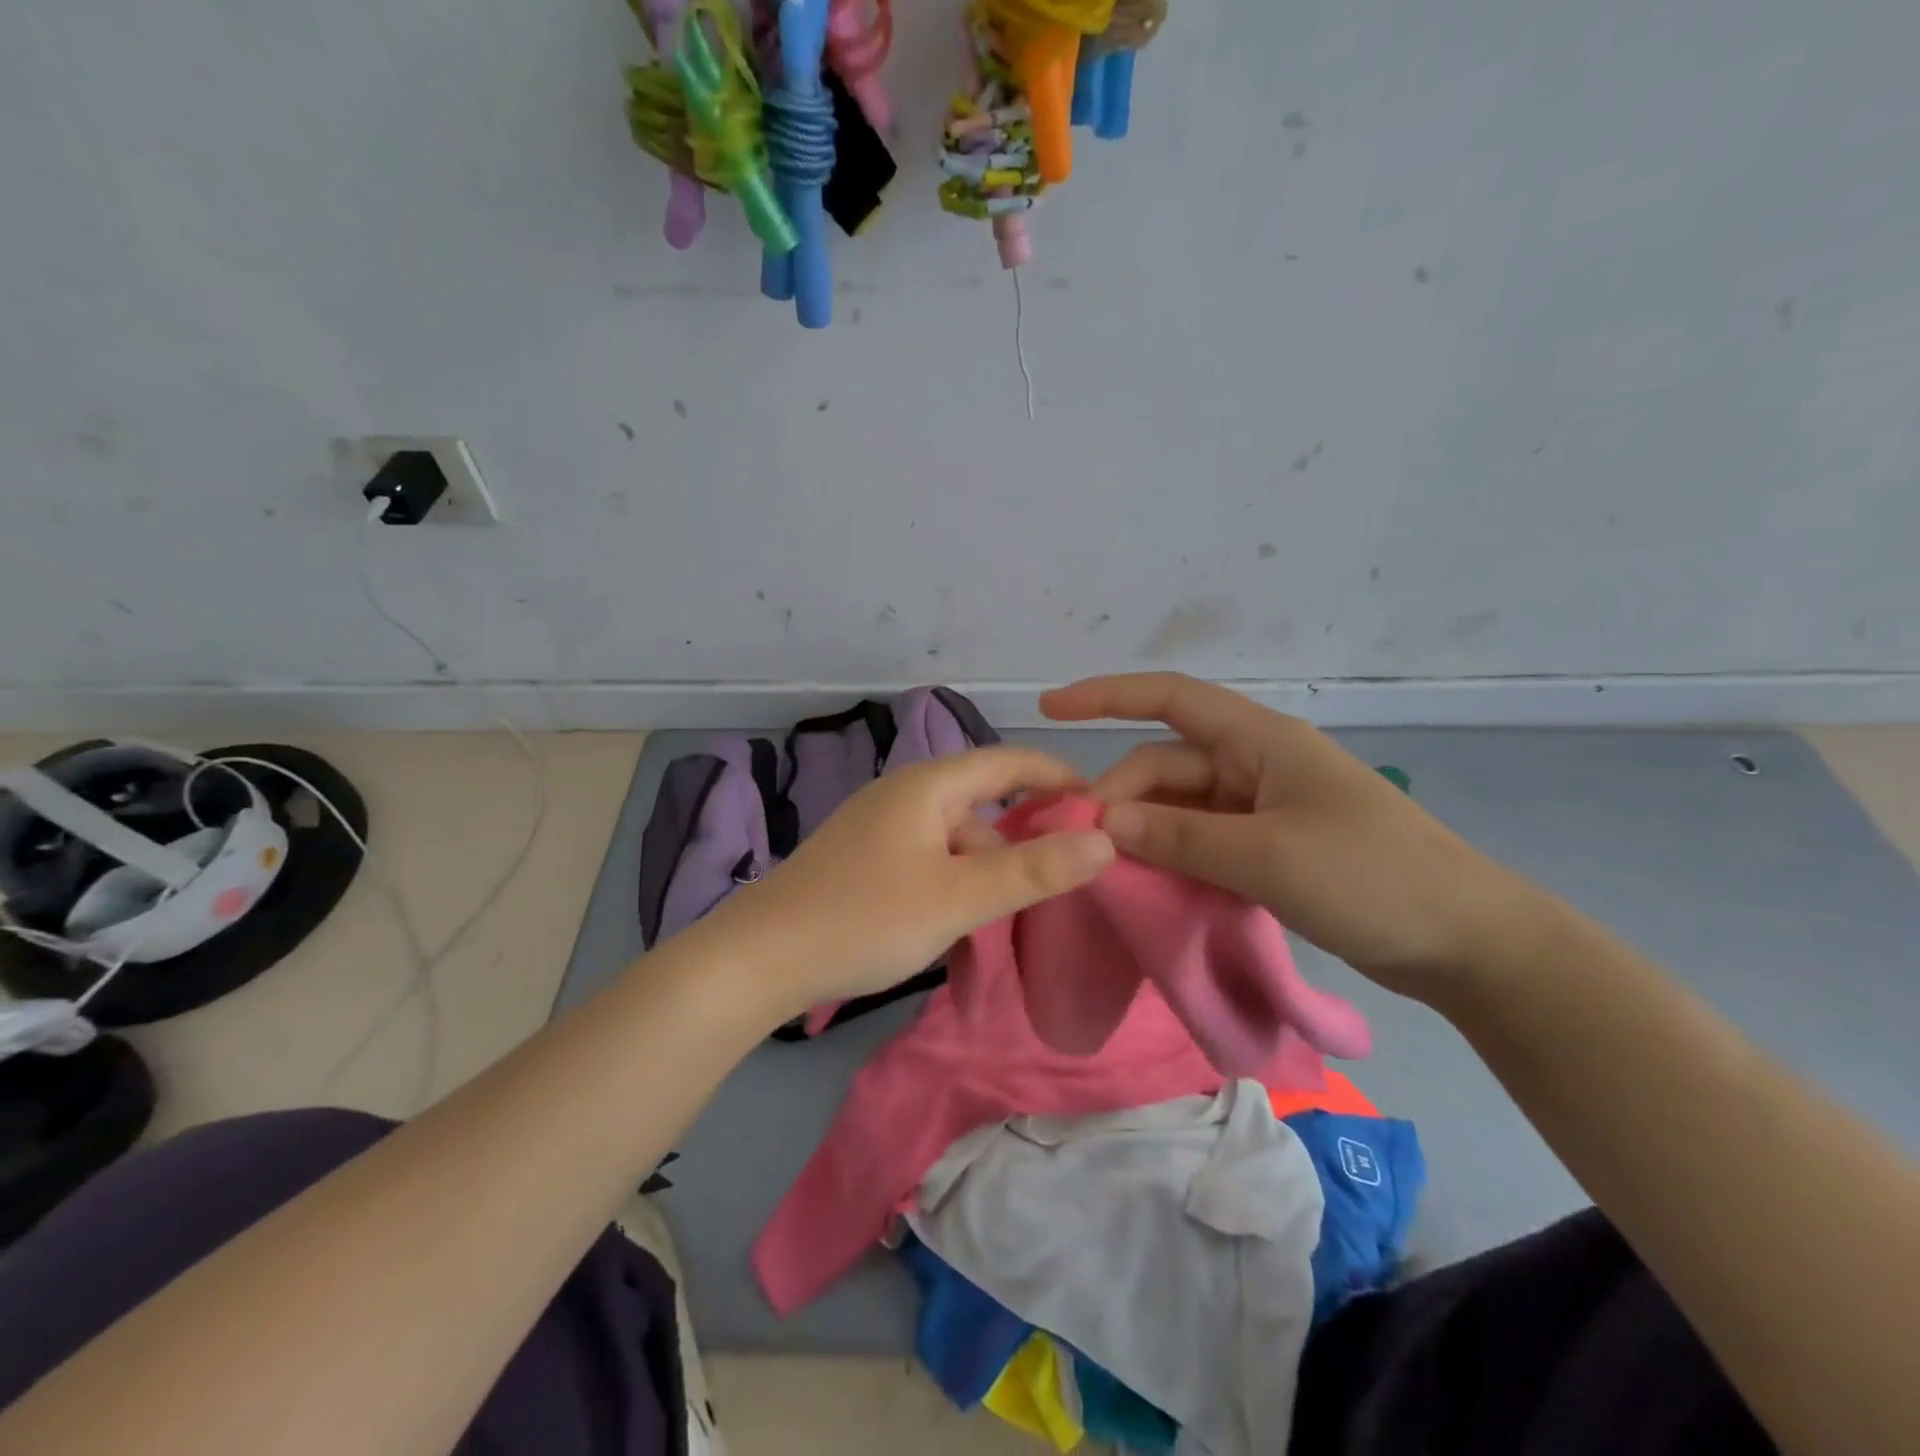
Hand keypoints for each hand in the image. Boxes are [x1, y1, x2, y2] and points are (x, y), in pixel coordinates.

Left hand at [707, 747, 1114, 1013]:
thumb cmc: (865, 918)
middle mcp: (904, 796)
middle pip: (983, 809)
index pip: (1009, 761)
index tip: (1101, 805)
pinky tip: (955, 931)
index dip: (1058, 776)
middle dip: (1021, 846)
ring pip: (955, 845)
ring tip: (999, 932)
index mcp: (928, 786)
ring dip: (984, 880)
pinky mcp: (864, 861)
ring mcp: (880, 829)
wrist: (758, 959)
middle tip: (1058, 887)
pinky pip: (928, 865)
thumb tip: (1105, 839)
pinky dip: (952, 892)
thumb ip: (1034, 870)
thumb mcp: (959, 898)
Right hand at [1041, 673, 1556, 997]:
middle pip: (1166, 764)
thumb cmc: (1374, 880)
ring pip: (1180, 806)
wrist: (1468, 943)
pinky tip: (1148, 884)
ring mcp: (1262, 808)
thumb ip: (1181, 836)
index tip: (1050, 708)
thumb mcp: (1269, 857)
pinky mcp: (1268, 847)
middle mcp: (1255, 764)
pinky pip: (1202, 840)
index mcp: (1260, 741)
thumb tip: (1104, 821)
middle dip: (1121, 796)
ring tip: (1108, 870)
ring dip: (1144, 831)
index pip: (1170, 698)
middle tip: (1084, 846)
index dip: (1106, 695)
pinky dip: (1172, 856)